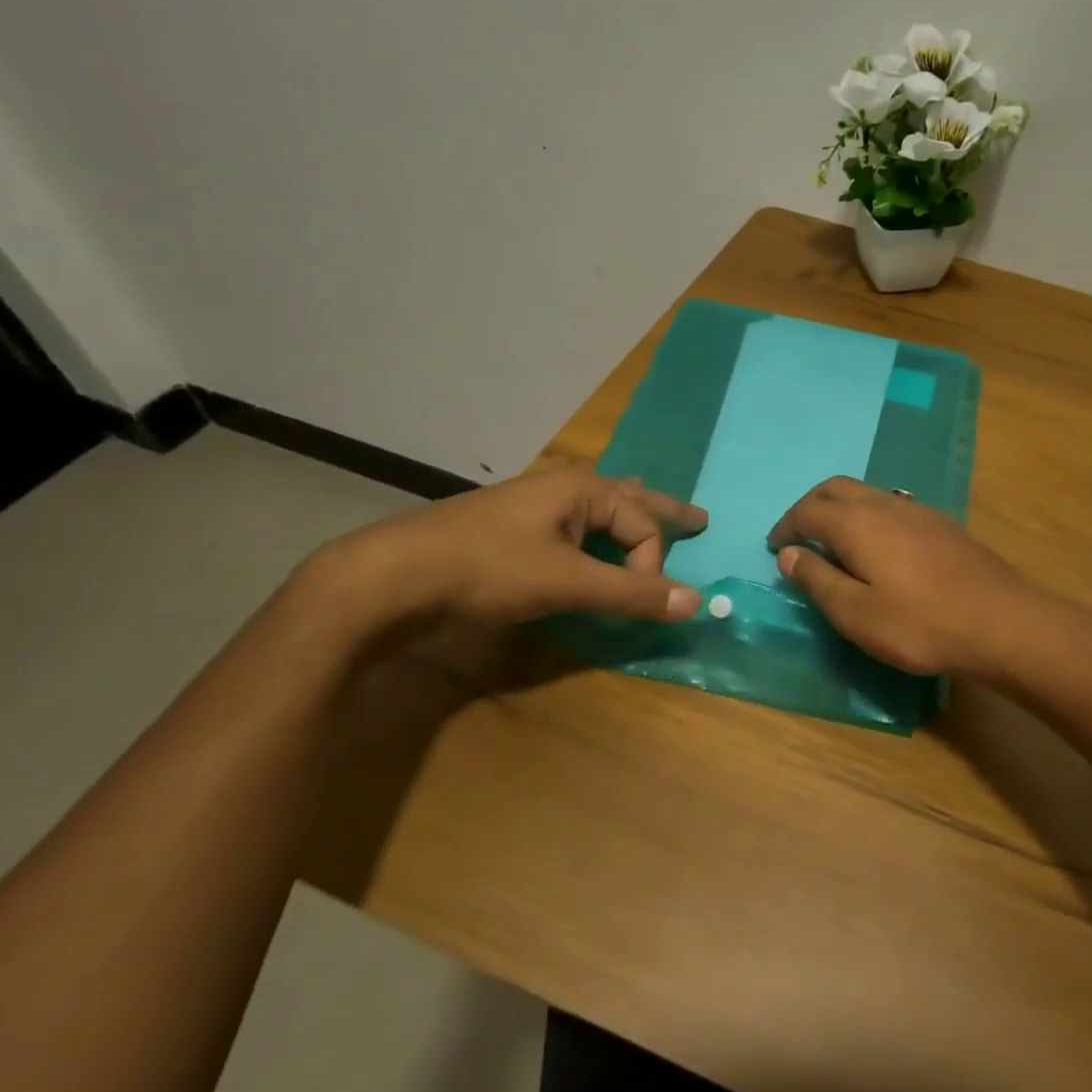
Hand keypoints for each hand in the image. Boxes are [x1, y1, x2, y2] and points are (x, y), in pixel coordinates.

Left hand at [326, 466, 707, 627]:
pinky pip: (571, 523)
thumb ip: (633, 593)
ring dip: (627, 513)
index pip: (643, 526)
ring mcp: (532, 507)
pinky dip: (594, 530)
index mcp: (582, 488)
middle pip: (629, 497)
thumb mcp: (567, 582)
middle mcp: (562, 488)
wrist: (392, 577)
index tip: (638, 602)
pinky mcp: (510, 531)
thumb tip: (698, 602)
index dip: (651, 566)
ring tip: (646, 507)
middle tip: (699, 517)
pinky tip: (586, 535)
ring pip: (596, 507)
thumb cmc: (487, 569)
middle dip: (664, 509)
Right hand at [766, 477, 1038, 677]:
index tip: (776, 548)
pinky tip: (878, 546)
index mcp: (857, 523)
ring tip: (834, 541)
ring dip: (841, 508)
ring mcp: (917, 510)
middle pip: (836, 489)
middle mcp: (884, 504)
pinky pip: (891, 505)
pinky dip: (868, 516)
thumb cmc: (919, 623)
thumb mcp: (856, 613)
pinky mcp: (941, 524)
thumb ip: (817, 580)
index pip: (808, 511)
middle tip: (799, 536)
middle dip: (810, 507)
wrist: (1000, 622)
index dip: (786, 527)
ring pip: (866, 493)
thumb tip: (788, 554)